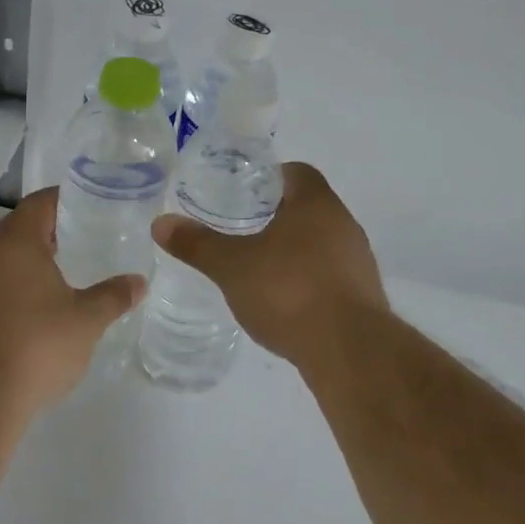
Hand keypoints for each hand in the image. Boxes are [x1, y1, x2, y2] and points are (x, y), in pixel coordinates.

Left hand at [0, 187, 144, 416]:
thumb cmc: (37, 345)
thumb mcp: (87, 320)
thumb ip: (114, 296)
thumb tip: (139, 281)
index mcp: (18, 243)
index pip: (40, 202)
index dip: (65, 197)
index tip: (92, 201)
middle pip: (21, 225)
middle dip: (51, 225)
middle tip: (85, 230)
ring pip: (7, 255)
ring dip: (34, 254)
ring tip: (69, 264)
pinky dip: (21, 280)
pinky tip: (44, 301)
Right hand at [151, 162, 385, 366]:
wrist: (349, 351)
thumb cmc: (289, 291)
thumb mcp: (232, 266)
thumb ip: (197, 243)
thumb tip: (160, 223)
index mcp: (316, 203)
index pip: (297, 172)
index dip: (269, 177)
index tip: (243, 192)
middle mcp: (343, 224)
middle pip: (309, 207)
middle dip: (277, 215)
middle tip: (242, 228)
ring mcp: (358, 261)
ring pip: (321, 242)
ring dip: (295, 249)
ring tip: (260, 266)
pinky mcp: (364, 296)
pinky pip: (331, 274)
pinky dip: (308, 279)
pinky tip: (285, 301)